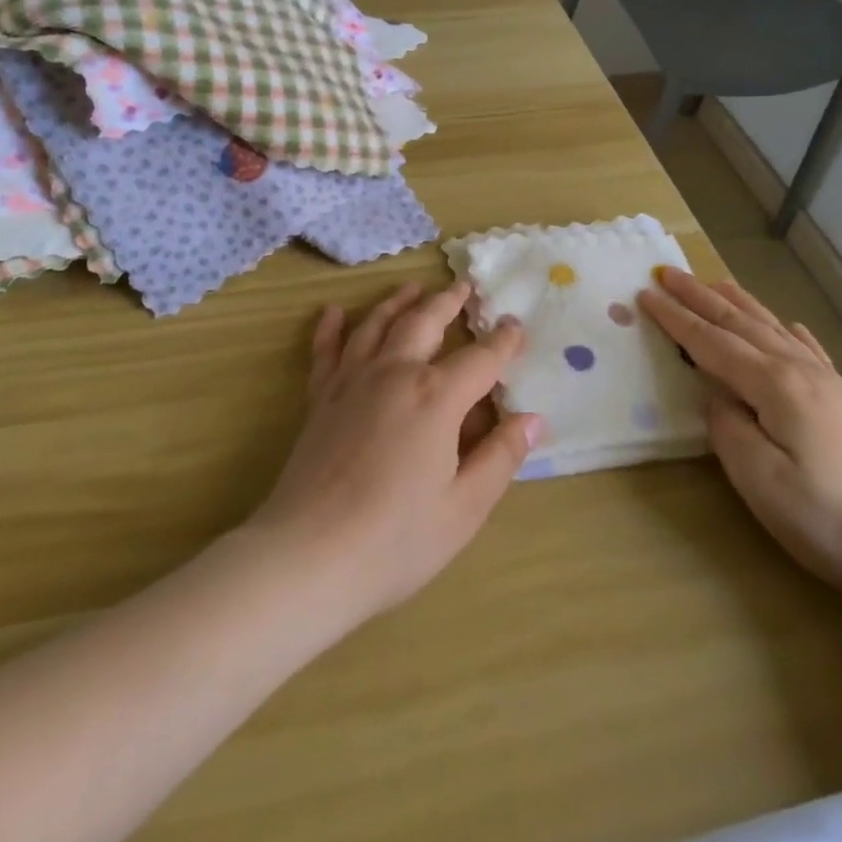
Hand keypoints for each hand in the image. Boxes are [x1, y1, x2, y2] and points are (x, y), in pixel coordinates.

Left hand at [246, 281, 538, 624]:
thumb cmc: (397, 539)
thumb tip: (531, 419)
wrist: (309, 555)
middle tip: (463, 286)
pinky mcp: (320, 398)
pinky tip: (333, 312)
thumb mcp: (465, 507)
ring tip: (412, 288)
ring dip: (397, 302)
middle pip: (425, 322)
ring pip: (377, 325)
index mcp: (437, 397)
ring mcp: (352, 381)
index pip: (481, 359)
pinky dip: (331, 328)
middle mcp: (395, 374)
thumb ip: (500, 457)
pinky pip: (326, 350)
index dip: (503, 342)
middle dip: (448, 302)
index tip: (515, 326)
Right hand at [637, 268, 841, 619]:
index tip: (644, 294)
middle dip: (701, 297)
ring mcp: (831, 386)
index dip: (675, 318)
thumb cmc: (830, 520)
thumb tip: (717, 396)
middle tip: (668, 272)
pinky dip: (791, 332)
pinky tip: (790, 326)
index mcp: (774, 385)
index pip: (711, 342)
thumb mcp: (760, 479)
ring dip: (740, 304)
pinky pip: (811, 351)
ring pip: (774, 330)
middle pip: (740, 324)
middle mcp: (801, 372)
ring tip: (716, 282)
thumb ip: (727, 427)